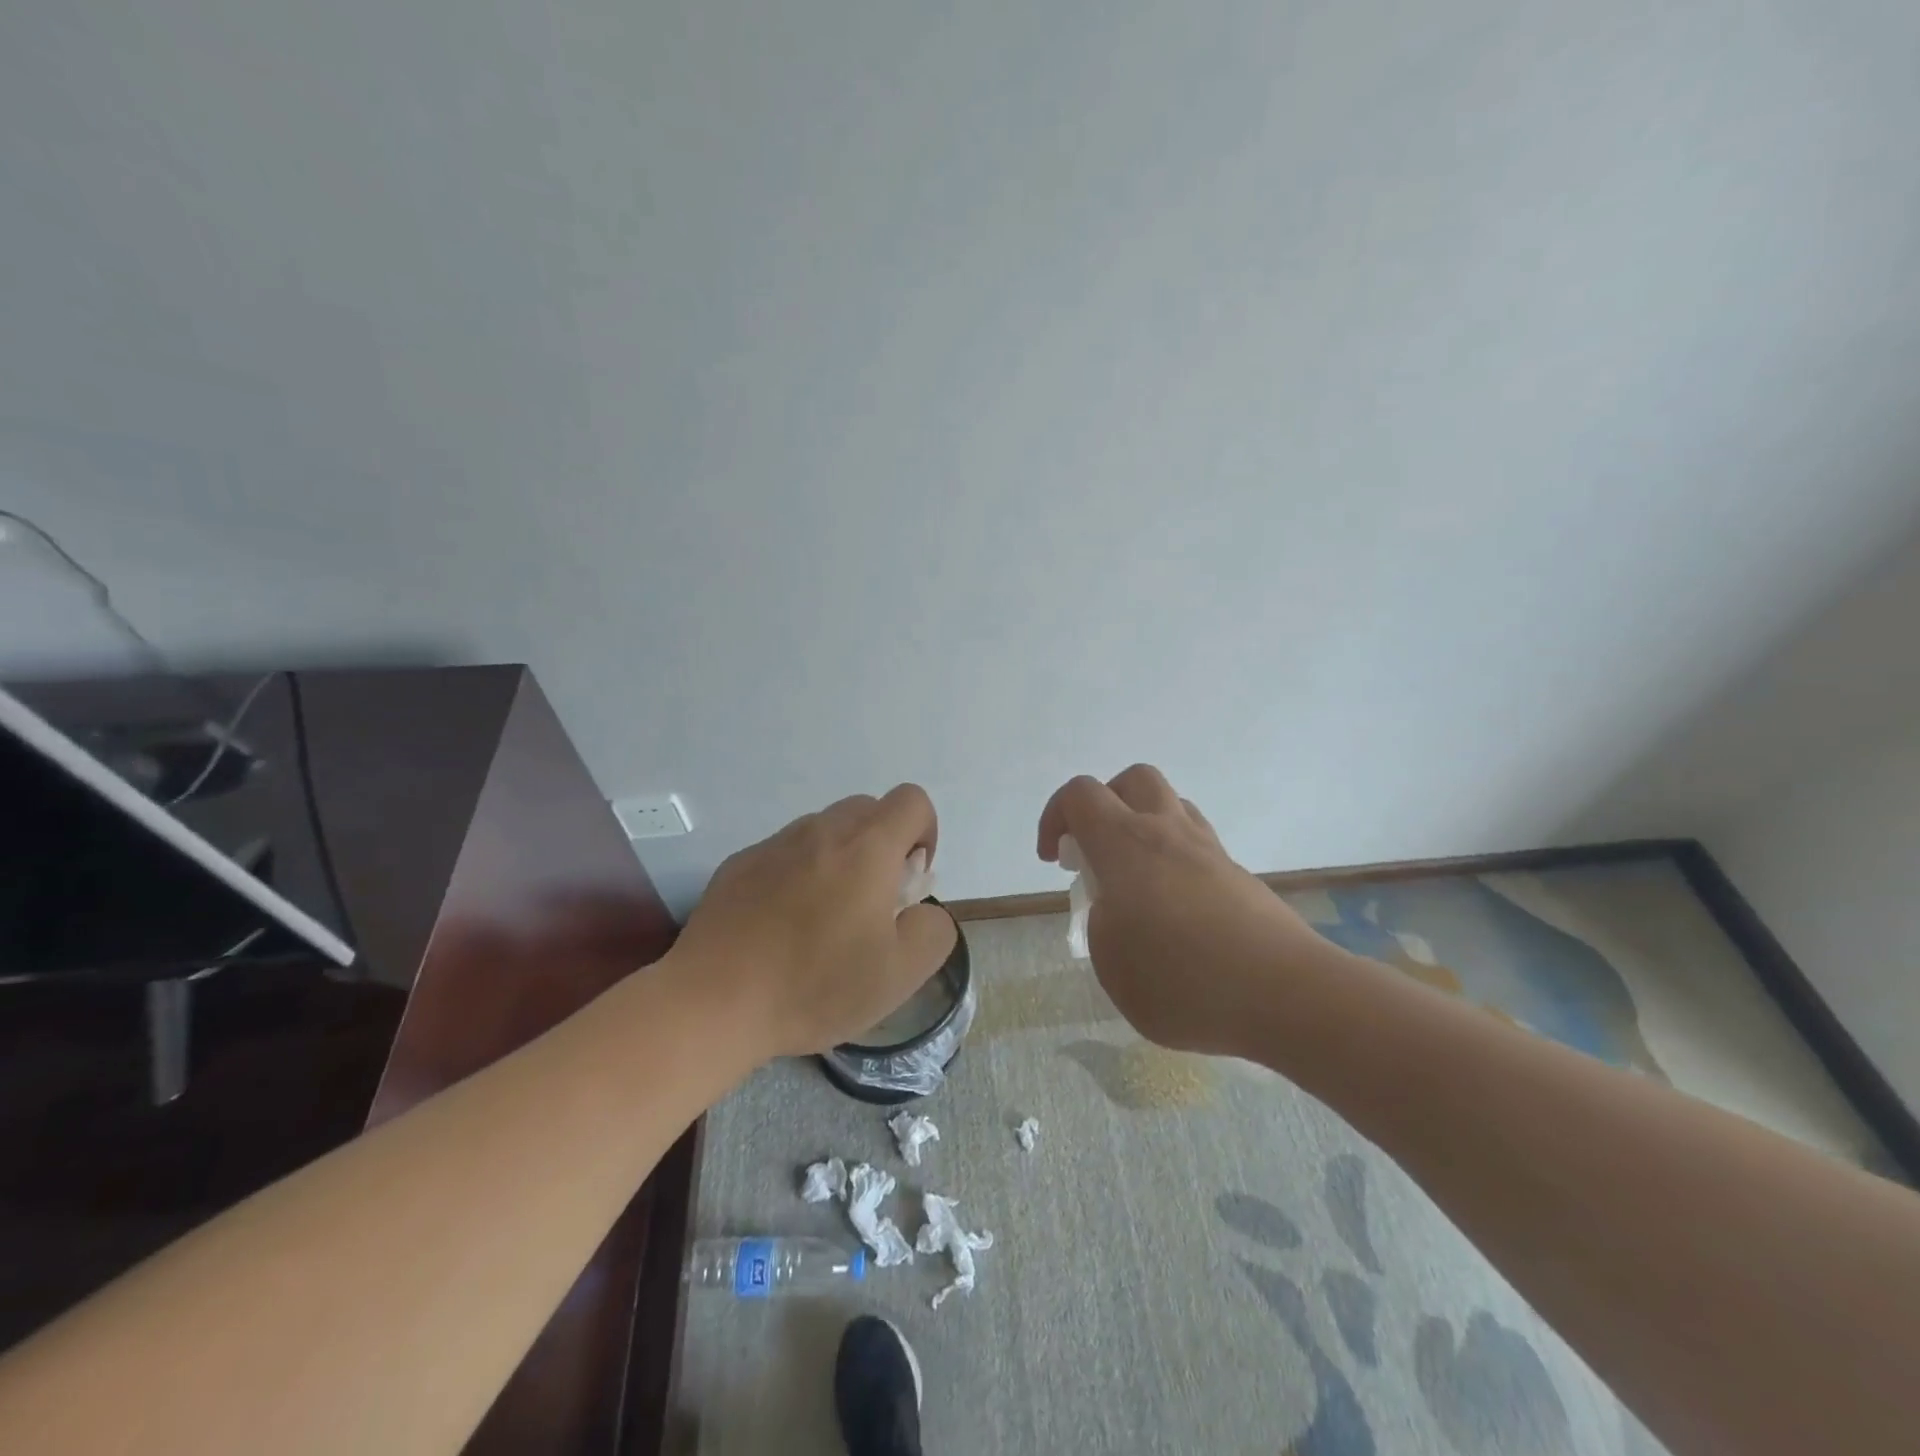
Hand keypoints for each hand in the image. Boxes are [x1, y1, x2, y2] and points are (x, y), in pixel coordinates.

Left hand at [673, 785, 957, 1059]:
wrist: (715, 1002)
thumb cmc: (816, 986)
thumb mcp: (900, 973)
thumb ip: (932, 929)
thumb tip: (920, 907)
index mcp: (867, 847)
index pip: (911, 801)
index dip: (924, 834)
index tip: (909, 882)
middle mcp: (821, 830)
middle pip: (868, 811)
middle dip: (882, 847)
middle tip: (871, 905)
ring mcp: (775, 844)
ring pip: (824, 831)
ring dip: (839, 860)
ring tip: (823, 920)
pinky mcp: (739, 863)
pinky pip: (785, 853)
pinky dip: (798, 875)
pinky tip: (781, 926)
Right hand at [1037, 765, 1337, 1055]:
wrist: (1287, 995)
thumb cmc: (1184, 981)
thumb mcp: (1113, 965)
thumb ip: (1102, 926)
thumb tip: (1118, 910)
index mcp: (1125, 844)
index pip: (1080, 794)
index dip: (1055, 817)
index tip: (1054, 859)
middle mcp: (1167, 832)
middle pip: (1132, 780)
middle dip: (1104, 805)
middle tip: (1097, 853)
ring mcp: (1209, 850)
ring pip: (1171, 807)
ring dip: (1143, 827)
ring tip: (1137, 882)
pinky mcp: (1238, 875)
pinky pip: (1197, 845)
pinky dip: (1175, 860)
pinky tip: (1175, 911)